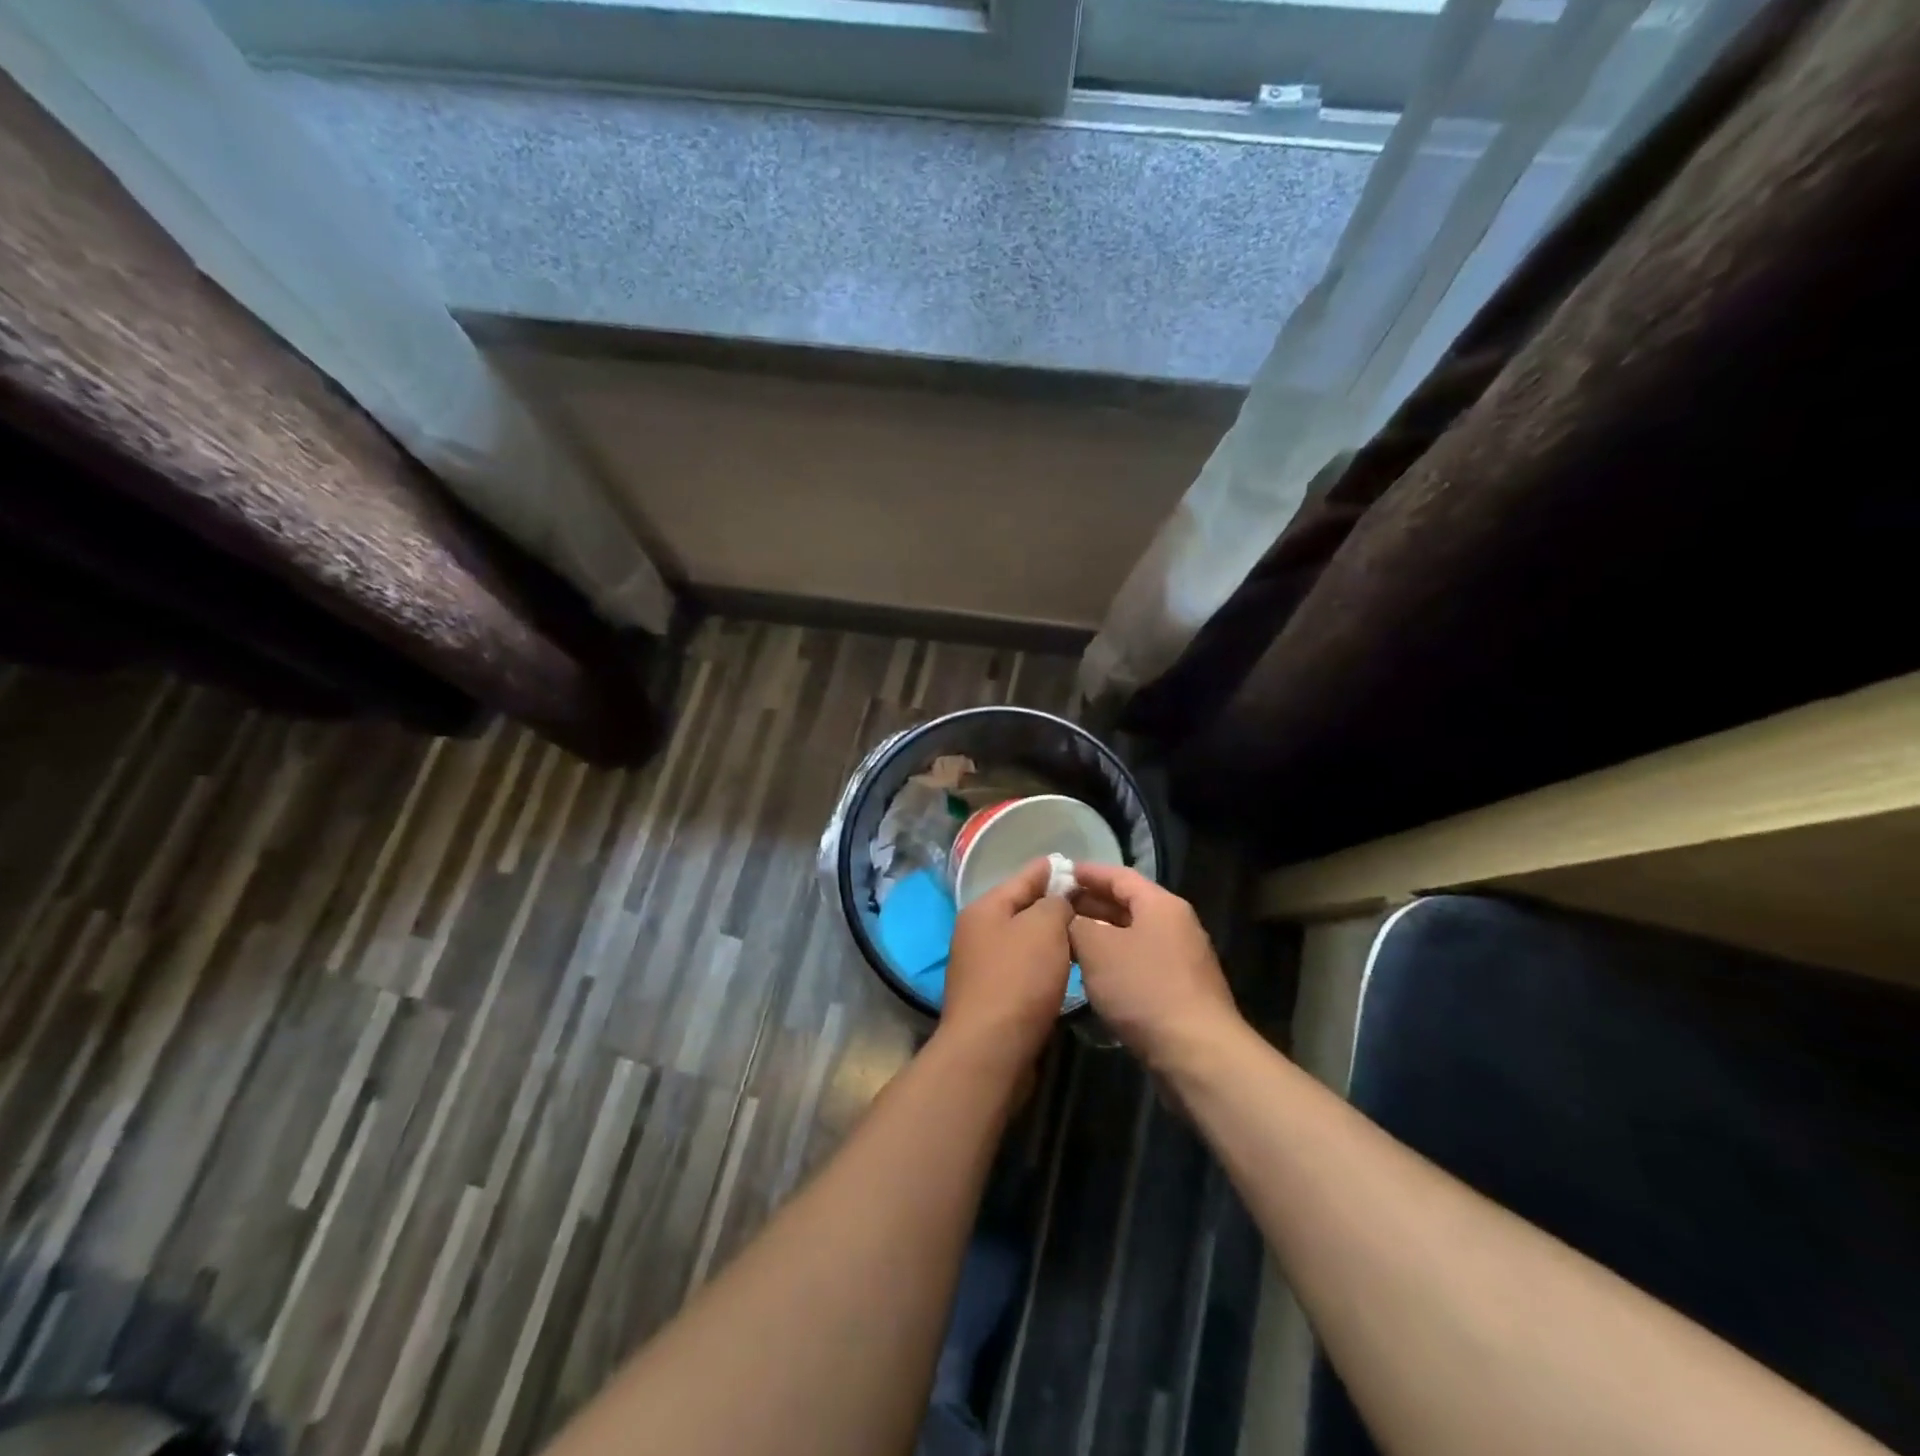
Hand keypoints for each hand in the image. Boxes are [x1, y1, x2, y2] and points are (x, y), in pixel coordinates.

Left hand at [940, 857, 1073, 1070]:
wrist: (990, 1050)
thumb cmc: (1018, 980)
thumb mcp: (1044, 928)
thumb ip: (1056, 903)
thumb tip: (1058, 901)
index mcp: (985, 908)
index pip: (1025, 877)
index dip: (1053, 869)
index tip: (1079, 866)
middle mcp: (977, 932)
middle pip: (1023, 909)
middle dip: (1055, 905)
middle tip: (1092, 903)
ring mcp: (981, 966)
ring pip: (1025, 941)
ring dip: (1051, 937)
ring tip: (1086, 934)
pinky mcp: (992, 996)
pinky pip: (1024, 968)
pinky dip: (1044, 964)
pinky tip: (1067, 969)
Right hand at [1068, 864, 1240, 1069]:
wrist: (1196, 1053)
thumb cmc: (1144, 989)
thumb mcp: (1097, 948)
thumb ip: (1075, 924)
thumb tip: (1066, 917)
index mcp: (1161, 905)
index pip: (1119, 875)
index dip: (1086, 873)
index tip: (1057, 873)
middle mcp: (1175, 925)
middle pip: (1127, 904)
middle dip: (1090, 905)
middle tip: (1054, 909)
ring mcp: (1181, 960)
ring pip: (1132, 936)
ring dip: (1100, 935)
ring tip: (1065, 941)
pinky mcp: (1180, 991)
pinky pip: (1139, 963)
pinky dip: (1113, 962)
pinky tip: (1091, 976)